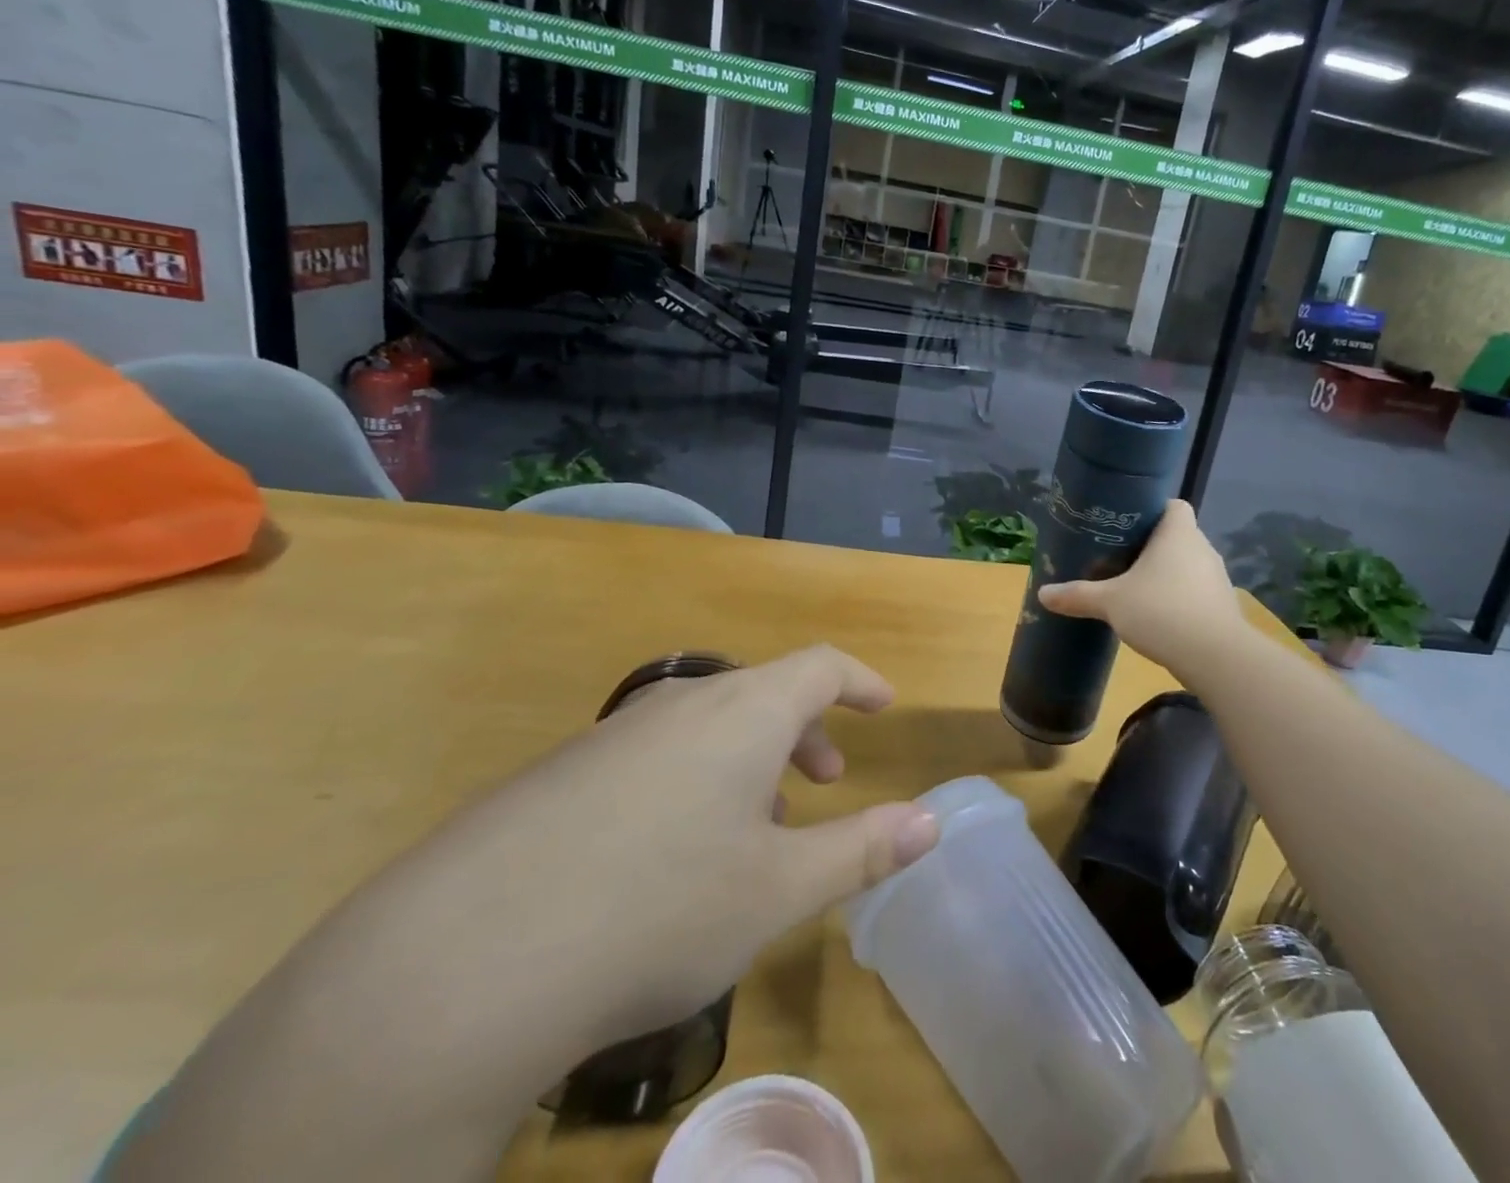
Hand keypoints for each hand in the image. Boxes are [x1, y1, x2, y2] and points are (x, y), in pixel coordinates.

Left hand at [376, 645, 941, 1058]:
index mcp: (742, 711)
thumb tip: (931, 820)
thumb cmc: (659, 909)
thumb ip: (862, 848)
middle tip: (825, 780)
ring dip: (747, 760)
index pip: (820, 665)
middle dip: (804, 730)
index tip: (883, 704)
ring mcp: (614, 733)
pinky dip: (691, 779)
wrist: (462, 960)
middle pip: (763, 693)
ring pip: (706, 726)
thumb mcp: (778, 889)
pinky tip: (668, 854)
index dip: (859, 680)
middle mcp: (681, 703)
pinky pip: (653, 753)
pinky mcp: (561, 772)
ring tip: (753, 827)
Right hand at [1038, 500, 1245, 679]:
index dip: (1151, 510)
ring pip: (1187, 565)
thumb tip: (1042, 593)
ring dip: (1166, 574)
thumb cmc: (1161, 611)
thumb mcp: (1111, 602)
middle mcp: (1202, 548)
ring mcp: (1216, 578)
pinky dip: (1178, 598)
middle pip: (1177, 536)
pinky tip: (1157, 616)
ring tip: (1135, 588)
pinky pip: (1195, 592)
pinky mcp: (1222, 607)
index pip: (1173, 505)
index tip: (1125, 525)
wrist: (1215, 657)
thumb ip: (1078, 595)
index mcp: (1178, 533)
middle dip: (1151, 546)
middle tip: (1119, 558)